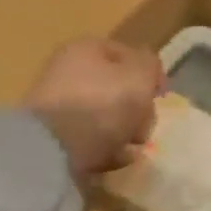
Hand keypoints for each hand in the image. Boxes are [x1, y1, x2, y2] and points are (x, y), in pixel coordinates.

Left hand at [25, 39, 163, 178]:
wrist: (51, 150)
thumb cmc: (100, 105)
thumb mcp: (138, 77)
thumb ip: (150, 67)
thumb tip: (146, 69)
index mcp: (85, 49)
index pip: (127, 55)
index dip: (149, 74)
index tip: (160, 96)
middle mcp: (68, 73)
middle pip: (116, 90)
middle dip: (137, 111)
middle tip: (142, 128)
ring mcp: (58, 107)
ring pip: (105, 118)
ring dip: (123, 134)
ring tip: (130, 149)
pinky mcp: (54, 139)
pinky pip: (90, 142)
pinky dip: (104, 152)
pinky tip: (114, 161)